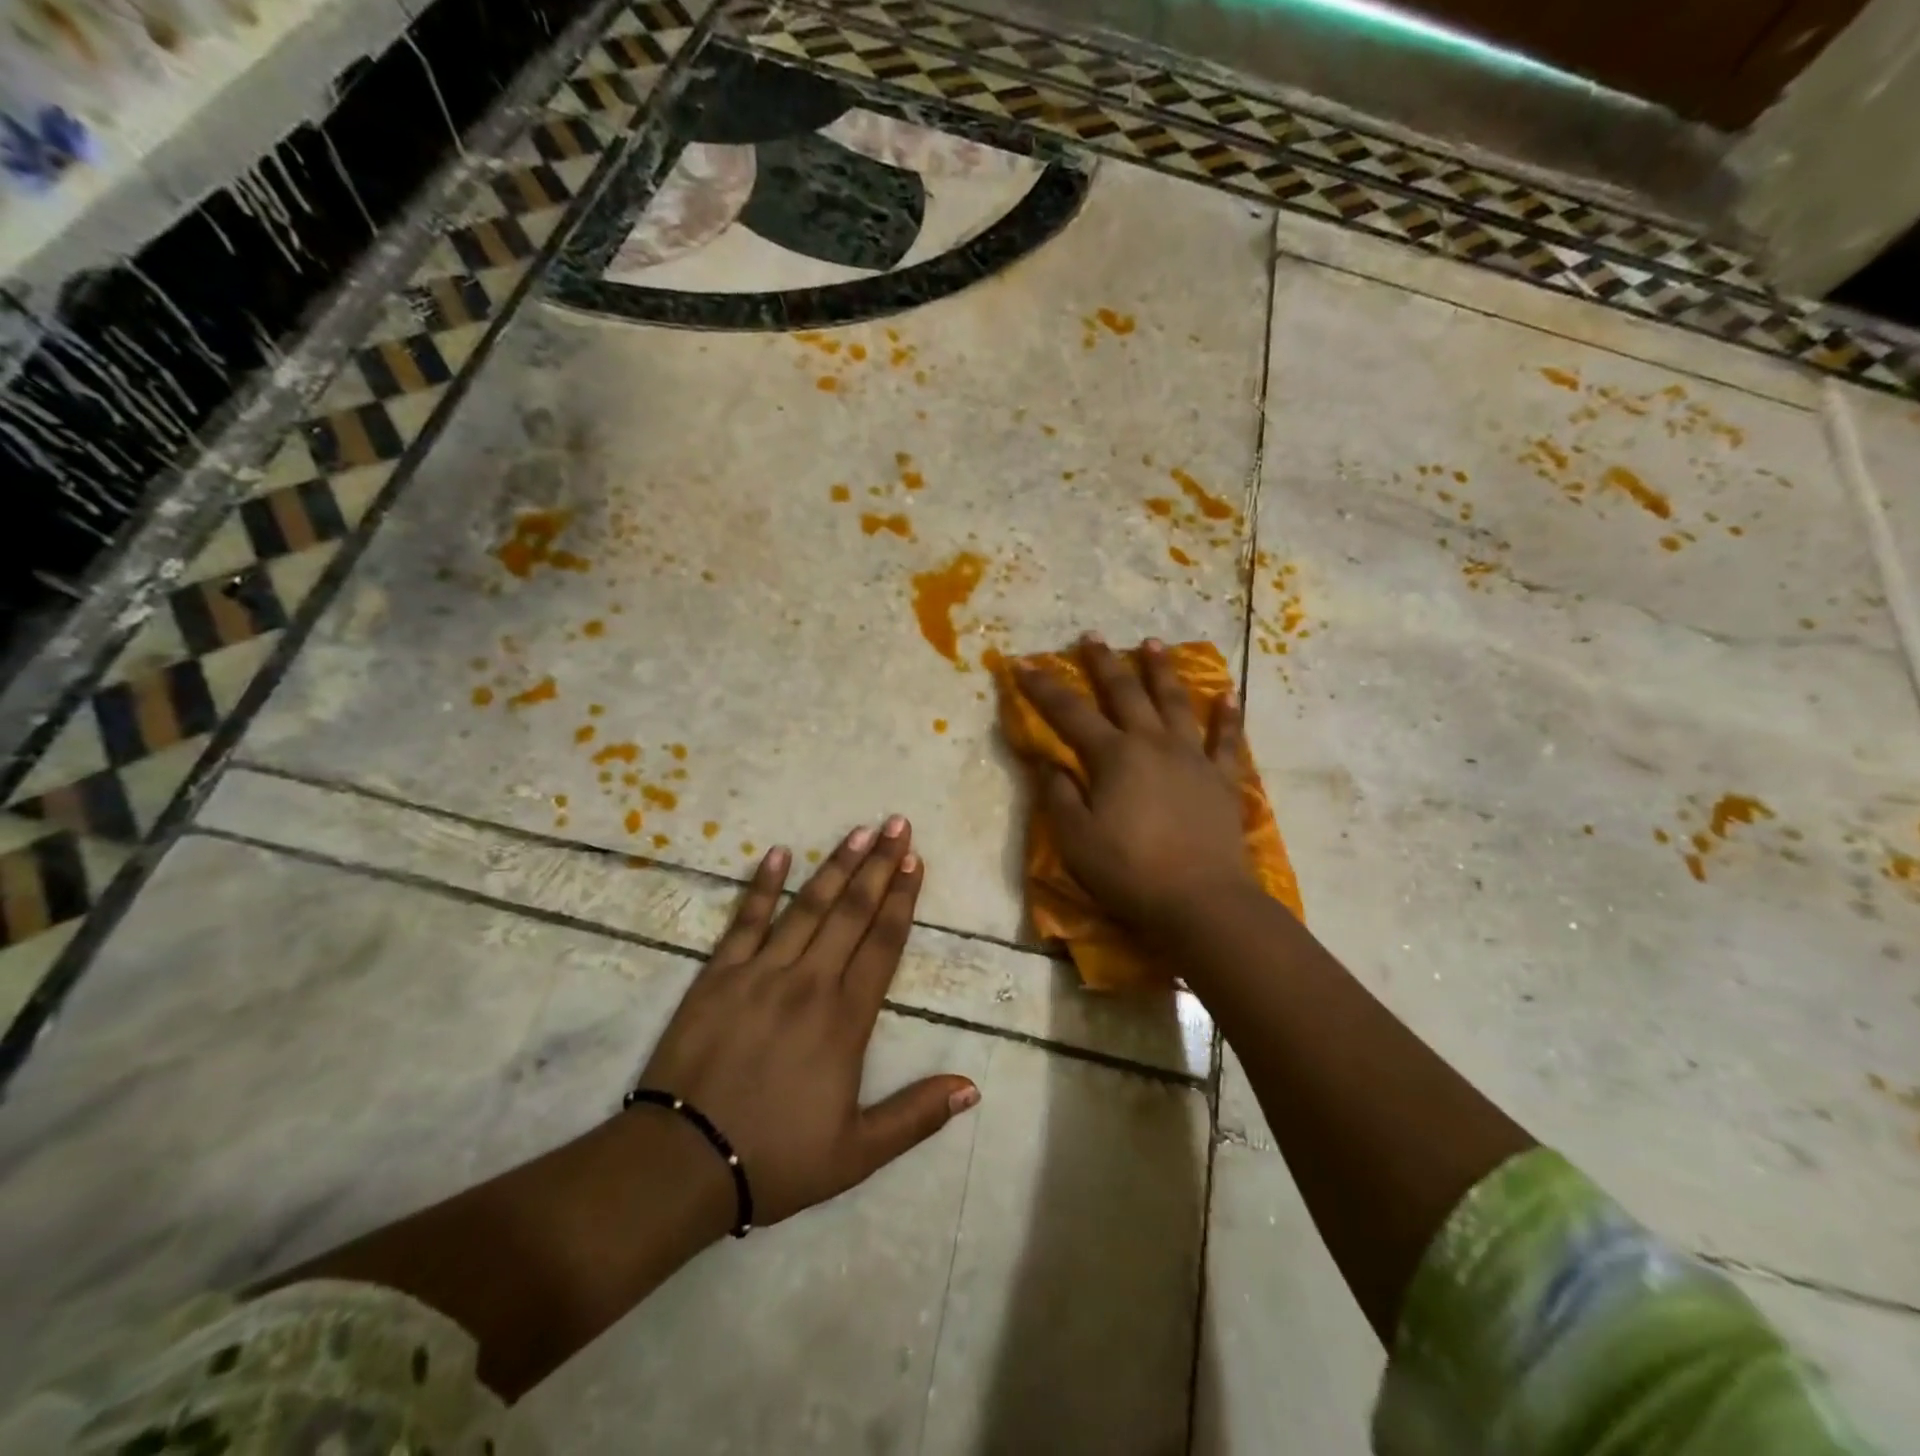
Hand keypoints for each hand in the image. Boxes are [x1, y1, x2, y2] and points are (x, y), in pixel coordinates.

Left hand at [634, 818, 979, 1228]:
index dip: (903, 900)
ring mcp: (761, 972)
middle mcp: (809, 982)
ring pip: (807, 907)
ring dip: (835, 866)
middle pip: (852, 912)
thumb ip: (917, 1115)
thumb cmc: (776, 1157)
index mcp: (845, 1018)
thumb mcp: (858, 1153)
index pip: (883, 944)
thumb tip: (972, 1087)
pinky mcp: (719, 975)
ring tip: (858, 831)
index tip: (915, 861)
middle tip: (897, 824)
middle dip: (879, 865)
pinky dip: (762, 885)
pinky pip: (745, 920)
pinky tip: (778, 853)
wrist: (683, 1164)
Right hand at [1016, 635, 1256, 936]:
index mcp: (1113, 756)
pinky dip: (1227, 716)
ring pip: (1175, 702)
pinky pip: (1226, 740)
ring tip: (1153, 644)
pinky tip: (1228, 694)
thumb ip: (1058, 795)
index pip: (1069, 713)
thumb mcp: (1075, 838)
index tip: (1023, 665)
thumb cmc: (1129, 871)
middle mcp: (1152, 744)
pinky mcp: (1221, 779)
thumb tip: (1049, 762)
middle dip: (1104, 663)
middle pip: (1125, 693)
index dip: (1043, 688)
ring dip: (1161, 671)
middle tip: (1092, 637)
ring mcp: (1192, 758)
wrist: (1201, 901)